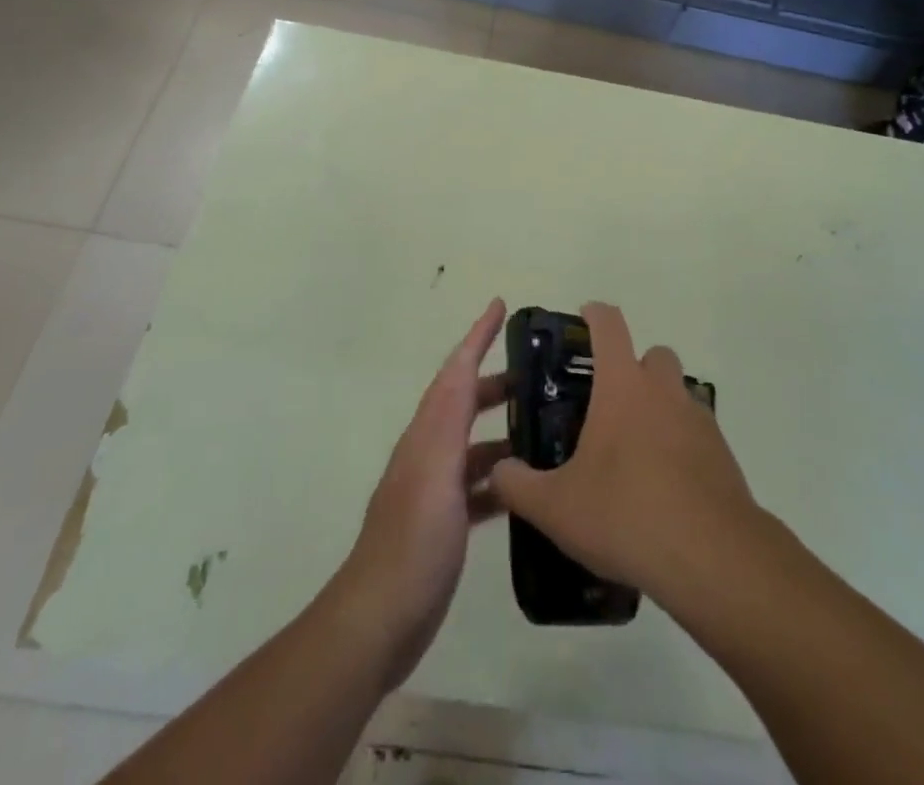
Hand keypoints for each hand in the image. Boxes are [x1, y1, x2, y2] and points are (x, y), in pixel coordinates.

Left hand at [334, 298, 509, 688]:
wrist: (380, 618)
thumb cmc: (414, 543)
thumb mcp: (436, 476)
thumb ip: (449, 423)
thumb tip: (465, 372)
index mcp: (427, 434)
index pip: (455, 371)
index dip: (477, 335)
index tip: (501, 306)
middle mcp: (429, 452)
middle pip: (463, 401)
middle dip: (494, 380)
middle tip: (538, 374)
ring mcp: (435, 489)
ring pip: (472, 443)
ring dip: (501, 428)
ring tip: (543, 426)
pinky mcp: (443, 523)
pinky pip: (477, 486)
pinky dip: (500, 477)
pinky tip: (525, 487)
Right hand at [490, 303, 756, 598]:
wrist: (711, 556)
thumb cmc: (626, 514)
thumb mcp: (556, 507)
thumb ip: (519, 486)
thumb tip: (498, 472)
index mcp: (623, 386)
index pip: (610, 326)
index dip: (595, 314)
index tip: (584, 317)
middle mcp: (663, 390)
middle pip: (653, 355)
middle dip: (633, 367)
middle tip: (608, 402)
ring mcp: (698, 420)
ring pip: (679, 392)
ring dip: (659, 405)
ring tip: (634, 449)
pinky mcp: (722, 453)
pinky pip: (697, 432)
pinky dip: (681, 443)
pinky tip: (663, 483)